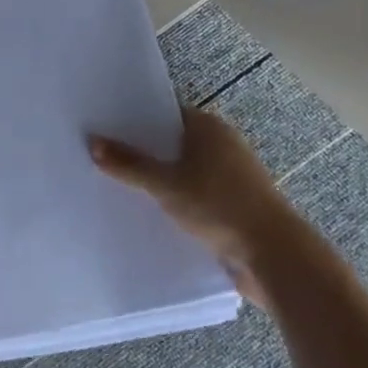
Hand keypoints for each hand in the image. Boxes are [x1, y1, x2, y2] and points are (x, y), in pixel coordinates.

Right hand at [90, 108, 298, 306]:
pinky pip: (197, 195)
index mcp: (209, 127)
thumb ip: (129, 164)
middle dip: (145, 151)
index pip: (165, 112)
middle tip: (106, 156)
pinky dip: (178, 199)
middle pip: (174, 142)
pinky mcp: (235, 205)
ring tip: (121, 185)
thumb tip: (92, 141)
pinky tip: (151, 211)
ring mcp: (232, 176)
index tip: (107, 126)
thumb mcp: (165, 184)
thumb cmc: (219, 205)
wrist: (274, 255)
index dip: (136, 119)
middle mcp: (223, 144)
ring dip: (161, 179)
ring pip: (185, 171)